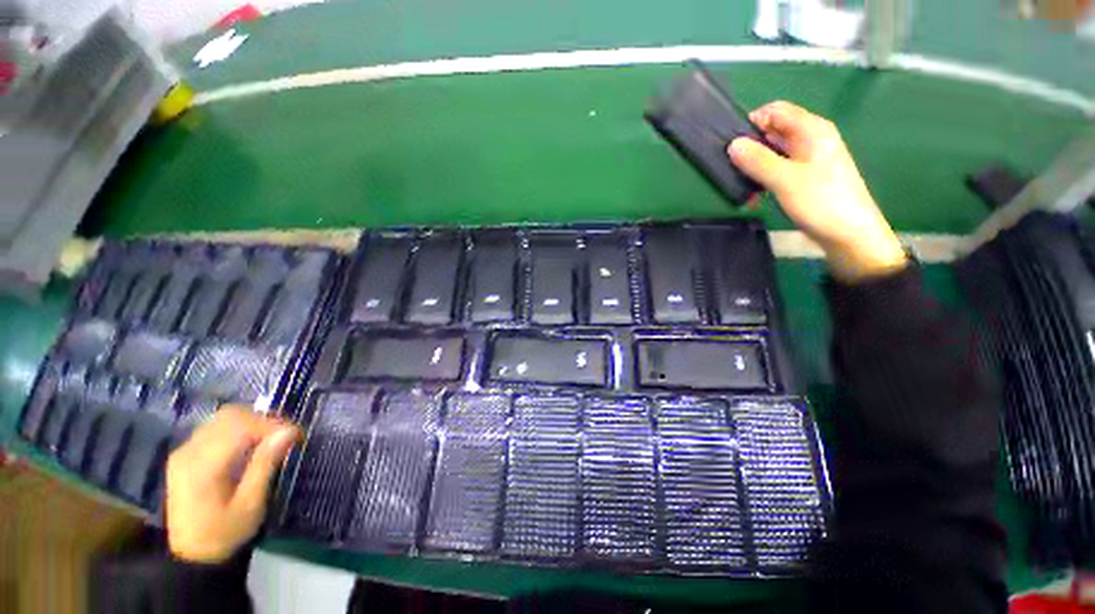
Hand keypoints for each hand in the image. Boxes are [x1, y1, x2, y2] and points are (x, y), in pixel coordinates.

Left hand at [166, 406, 300, 562]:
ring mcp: (184, 452)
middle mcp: (189, 452)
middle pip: (229, 416)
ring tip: (271, 440)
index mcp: (202, 466)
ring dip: (252, 423)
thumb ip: (265, 464)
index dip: (271, 424)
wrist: (192, 556)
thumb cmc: (225, 533)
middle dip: (263, 420)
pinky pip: (215, 429)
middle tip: (285, 436)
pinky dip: (239, 430)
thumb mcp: (250, 504)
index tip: (296, 435)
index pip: (239, 426)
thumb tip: (289, 431)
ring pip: (223, 419)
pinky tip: (251, 446)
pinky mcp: (186, 455)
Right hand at [728, 101, 907, 281]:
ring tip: (742, 187)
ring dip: (755, 168)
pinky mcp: (804, 177)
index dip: (752, 123)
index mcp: (812, 130)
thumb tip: (732, 145)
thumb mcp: (785, 180)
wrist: (849, 234)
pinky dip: (764, 179)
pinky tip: (754, 196)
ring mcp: (808, 159)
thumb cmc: (821, 202)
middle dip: (751, 148)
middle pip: (773, 131)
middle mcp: (810, 139)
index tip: (733, 145)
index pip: (775, 111)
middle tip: (733, 169)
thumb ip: (757, 160)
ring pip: (773, 153)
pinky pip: (778, 170)